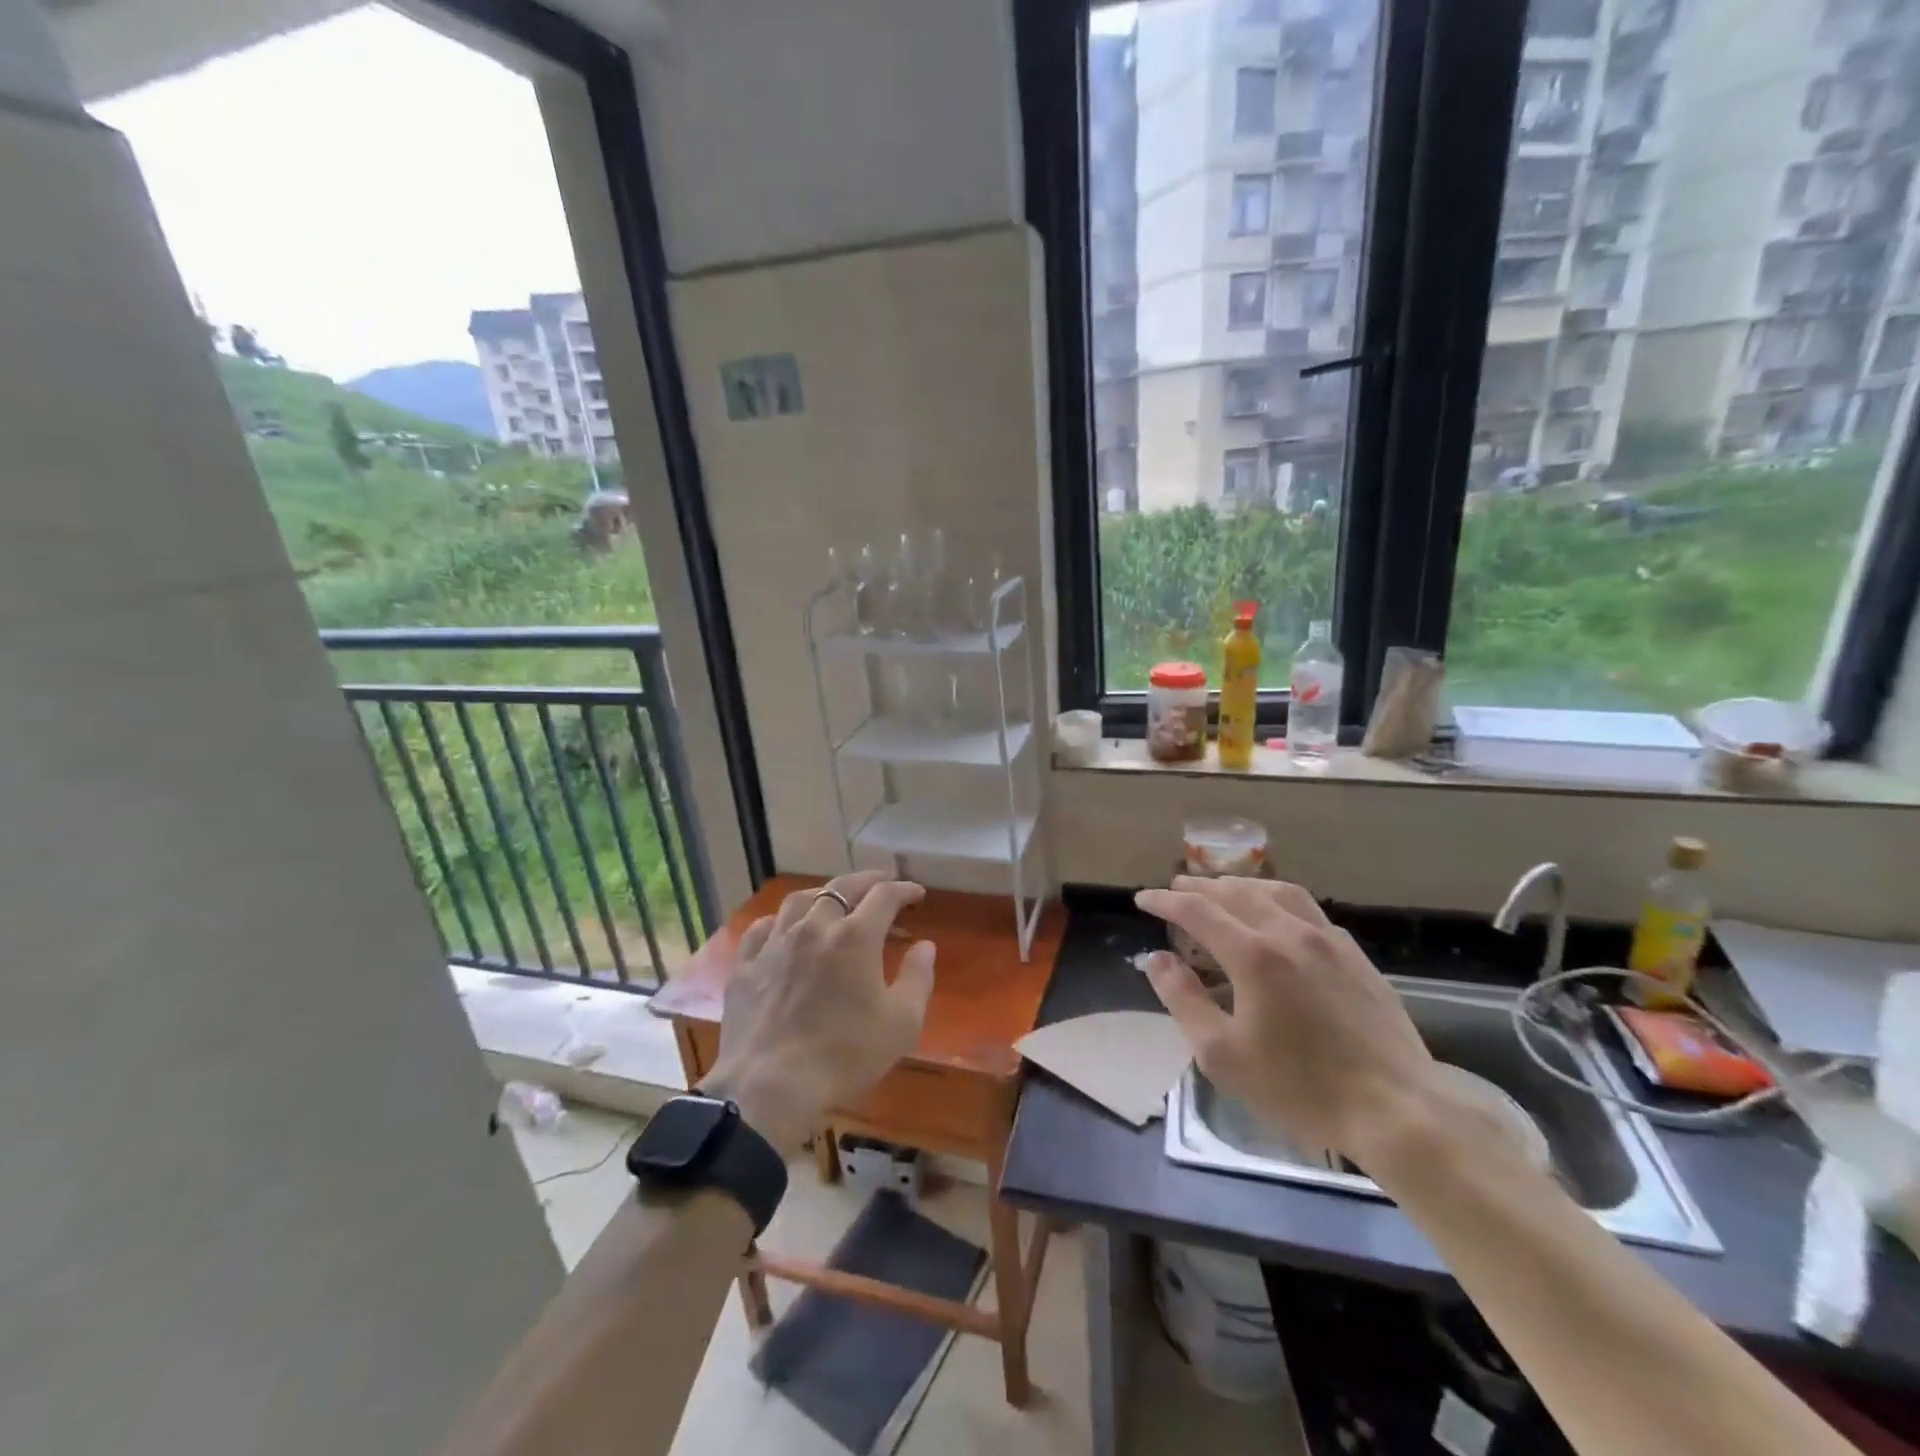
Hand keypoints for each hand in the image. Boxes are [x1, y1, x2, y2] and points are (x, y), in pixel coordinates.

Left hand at [698, 872, 935, 1156]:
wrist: (769, 1086)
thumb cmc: (844, 1055)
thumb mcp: (901, 1023)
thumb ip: (918, 978)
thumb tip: (925, 946)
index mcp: (855, 936)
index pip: (884, 895)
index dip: (904, 890)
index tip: (916, 894)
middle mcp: (814, 927)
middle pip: (841, 887)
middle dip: (866, 881)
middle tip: (881, 883)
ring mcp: (775, 943)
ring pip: (799, 900)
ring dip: (823, 894)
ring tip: (834, 899)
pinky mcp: (746, 965)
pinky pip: (762, 927)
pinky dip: (780, 921)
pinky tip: (784, 929)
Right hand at [1136, 877, 1438, 1161]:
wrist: (1397, 1110)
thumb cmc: (1300, 1088)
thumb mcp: (1223, 1055)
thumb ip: (1183, 1000)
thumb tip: (1158, 959)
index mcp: (1253, 955)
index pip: (1197, 910)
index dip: (1165, 900)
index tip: (1143, 899)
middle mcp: (1289, 932)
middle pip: (1236, 892)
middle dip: (1199, 887)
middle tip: (1175, 888)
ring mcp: (1328, 940)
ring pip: (1276, 891)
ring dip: (1240, 885)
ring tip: (1222, 890)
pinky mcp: (1354, 955)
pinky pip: (1307, 908)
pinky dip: (1277, 899)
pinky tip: (1276, 916)